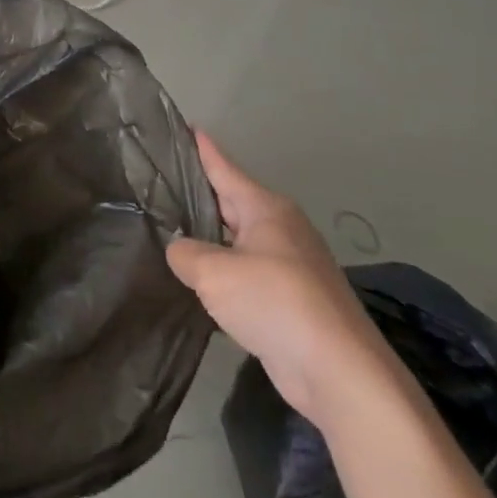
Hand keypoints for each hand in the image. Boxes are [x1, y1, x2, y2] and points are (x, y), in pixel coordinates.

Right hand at [166, 131, 400, 427]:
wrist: (339, 372)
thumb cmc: (275, 302)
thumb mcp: (214, 273)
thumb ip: (185, 253)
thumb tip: (179, 251)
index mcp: (265, 208)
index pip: (223, 166)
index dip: (201, 147)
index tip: (182, 125)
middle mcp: (280, 228)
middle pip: (229, 202)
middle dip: (197, 194)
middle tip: (156, 184)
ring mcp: (290, 264)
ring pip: (236, 240)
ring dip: (208, 238)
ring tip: (169, 231)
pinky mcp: (292, 299)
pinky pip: (247, 272)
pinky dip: (224, 271)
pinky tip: (200, 280)